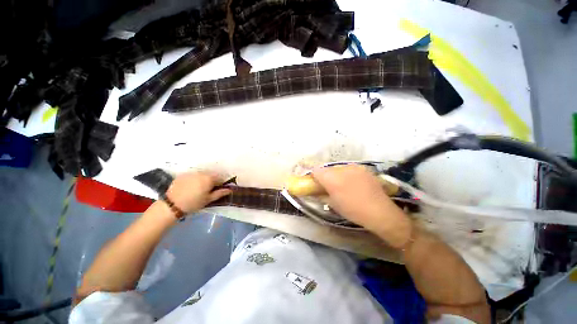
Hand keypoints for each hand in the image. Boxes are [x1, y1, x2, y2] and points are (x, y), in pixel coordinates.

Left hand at [165, 171, 231, 213]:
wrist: (172, 205)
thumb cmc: (193, 203)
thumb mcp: (208, 199)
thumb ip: (220, 193)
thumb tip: (230, 190)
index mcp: (209, 178)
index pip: (221, 177)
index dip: (221, 183)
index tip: (218, 189)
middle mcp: (202, 173)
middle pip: (211, 175)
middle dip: (212, 180)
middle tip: (208, 190)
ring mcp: (191, 173)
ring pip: (202, 174)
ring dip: (203, 179)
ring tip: (198, 189)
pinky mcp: (183, 175)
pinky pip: (193, 175)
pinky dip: (194, 179)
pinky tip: (190, 187)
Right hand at [311, 165, 411, 247]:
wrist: (380, 211)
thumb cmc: (352, 210)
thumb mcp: (333, 204)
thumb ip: (321, 195)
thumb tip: (314, 191)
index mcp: (331, 178)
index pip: (316, 170)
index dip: (314, 177)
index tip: (316, 184)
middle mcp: (341, 169)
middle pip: (327, 169)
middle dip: (326, 176)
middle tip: (329, 186)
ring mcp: (353, 167)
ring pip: (338, 168)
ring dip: (337, 175)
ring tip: (343, 185)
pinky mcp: (363, 168)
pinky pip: (349, 169)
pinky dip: (347, 174)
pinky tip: (354, 184)